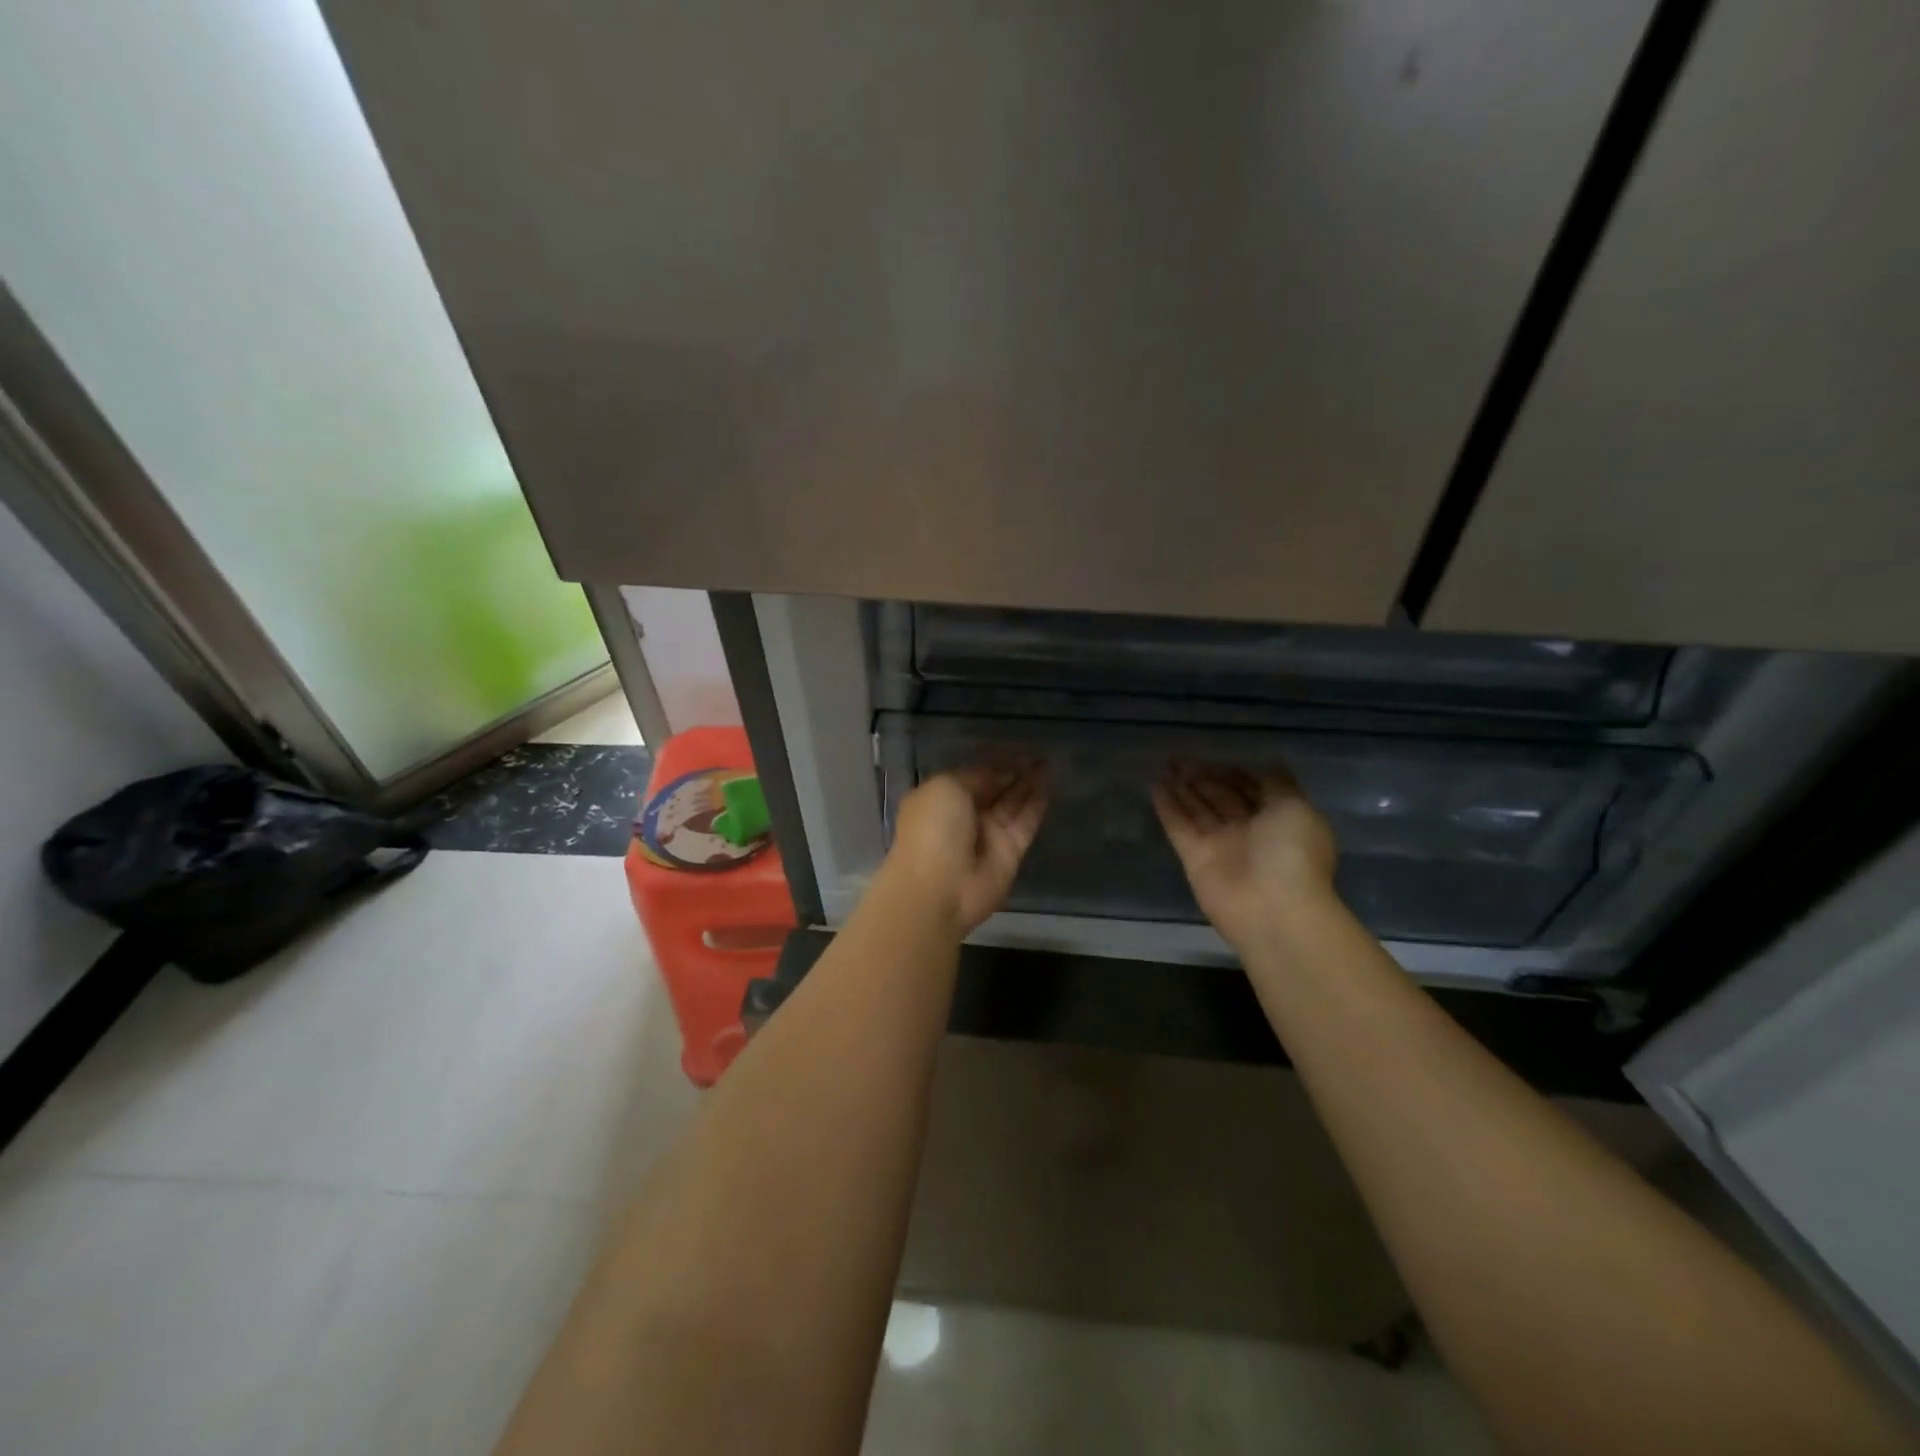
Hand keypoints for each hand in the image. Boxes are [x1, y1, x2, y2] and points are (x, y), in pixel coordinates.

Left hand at [883, 764, 1049, 936]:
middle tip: (1039, 753)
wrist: (940, 888)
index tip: (1016, 748)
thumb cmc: (933, 829)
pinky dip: (1037, 804)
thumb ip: (978, 776)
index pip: (972, 775)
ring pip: (1013, 803)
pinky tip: (1050, 783)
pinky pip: (1026, 822)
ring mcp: (988, 835)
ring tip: (1049, 762)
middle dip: (1014, 771)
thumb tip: (1003, 772)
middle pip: (995, 789)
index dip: (994, 762)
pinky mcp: (1011, 852)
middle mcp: (964, 816)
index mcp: (941, 799)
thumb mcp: (947, 787)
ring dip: (1029, 783)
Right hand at [1152, 761, 1338, 950]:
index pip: (1253, 791)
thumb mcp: (1295, 808)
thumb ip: (1277, 785)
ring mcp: (1220, 845)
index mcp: (1279, 820)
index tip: (1218, 757)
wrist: (1273, 909)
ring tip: (1165, 765)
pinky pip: (1179, 826)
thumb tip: (1268, 765)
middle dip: (1204, 778)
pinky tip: (1155, 785)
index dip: (1237, 774)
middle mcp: (1249, 832)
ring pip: (1198, 809)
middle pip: (1222, 798)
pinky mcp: (1194, 858)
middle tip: (1181, 758)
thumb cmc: (1292, 853)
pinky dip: (1168, 807)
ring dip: (1183, 788)